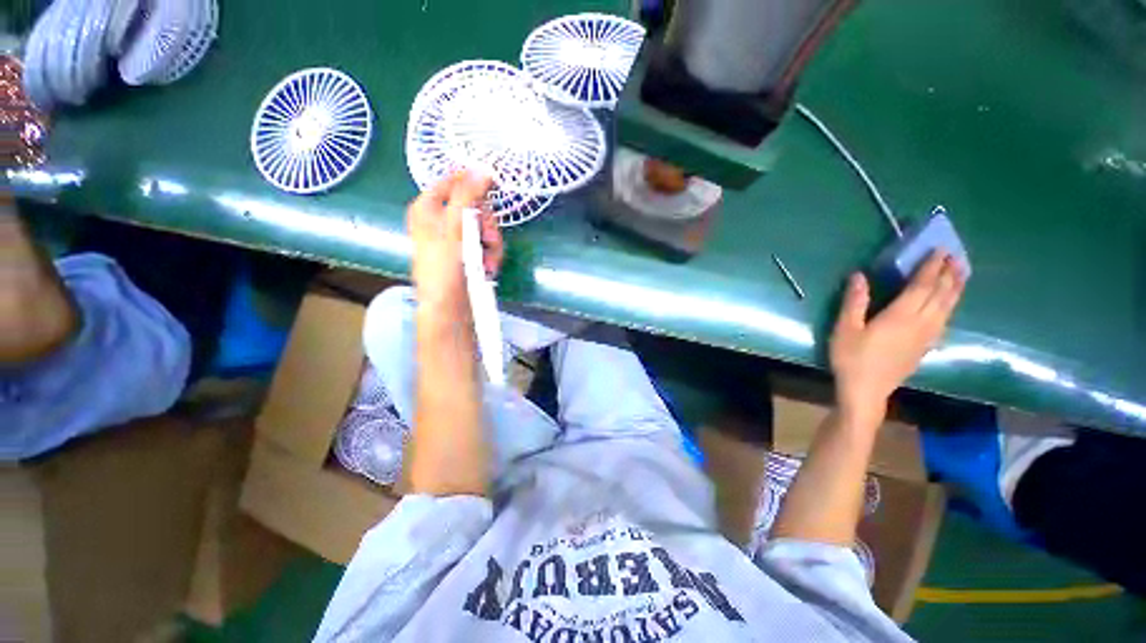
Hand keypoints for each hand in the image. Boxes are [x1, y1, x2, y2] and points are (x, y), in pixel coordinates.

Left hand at [407, 172, 503, 323]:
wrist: (448, 308)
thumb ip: (468, 195)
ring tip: (488, 262)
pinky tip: (488, 269)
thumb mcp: (454, 226)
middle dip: (486, 225)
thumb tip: (483, 168)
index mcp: (427, 208)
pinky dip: (491, 256)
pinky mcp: (467, 255)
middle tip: (488, 238)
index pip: (452, 181)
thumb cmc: (445, 266)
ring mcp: (455, 240)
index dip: (473, 182)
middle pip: (474, 207)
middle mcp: (440, 221)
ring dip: (492, 244)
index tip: (494, 185)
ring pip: (483, 228)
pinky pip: (485, 245)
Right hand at [830, 251, 964, 422]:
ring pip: (948, 307)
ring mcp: (926, 336)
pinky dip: (951, 305)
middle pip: (941, 294)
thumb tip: (859, 275)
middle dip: (948, 274)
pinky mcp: (926, 346)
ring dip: (955, 288)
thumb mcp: (845, 329)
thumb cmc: (851, 358)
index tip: (939, 250)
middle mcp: (920, 323)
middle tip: (955, 256)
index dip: (931, 267)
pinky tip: (949, 303)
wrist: (866, 390)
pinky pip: (945, 319)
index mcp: (900, 316)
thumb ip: (854, 302)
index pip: (922, 286)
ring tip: (960, 273)